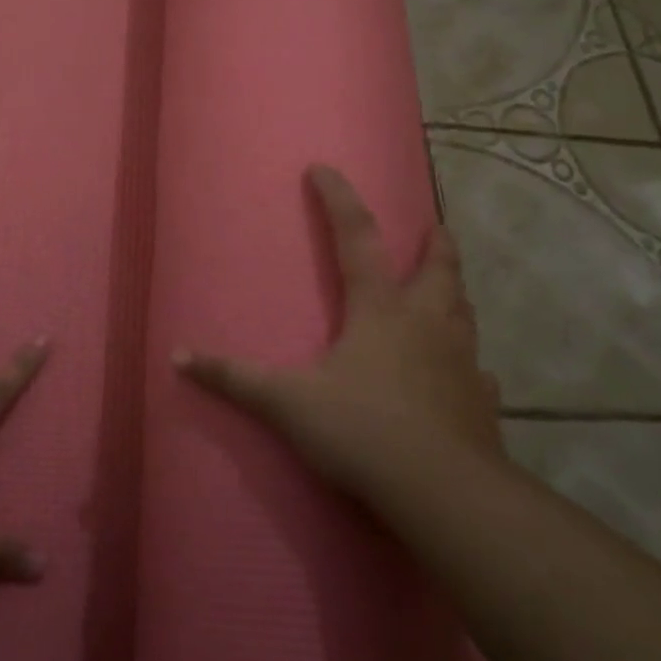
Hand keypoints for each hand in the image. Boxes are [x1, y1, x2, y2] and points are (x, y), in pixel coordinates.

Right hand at [175, 165, 505, 519]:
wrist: (443, 493)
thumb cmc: (363, 431)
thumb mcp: (288, 403)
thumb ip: (234, 378)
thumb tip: (178, 356)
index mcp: (380, 308)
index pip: (356, 236)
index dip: (338, 198)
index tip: (323, 168)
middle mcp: (426, 322)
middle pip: (438, 266)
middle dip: (435, 242)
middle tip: (434, 227)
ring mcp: (462, 360)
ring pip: (465, 311)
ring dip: (455, 293)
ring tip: (448, 289)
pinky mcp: (482, 401)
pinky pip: (479, 372)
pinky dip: (471, 364)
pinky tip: (469, 374)